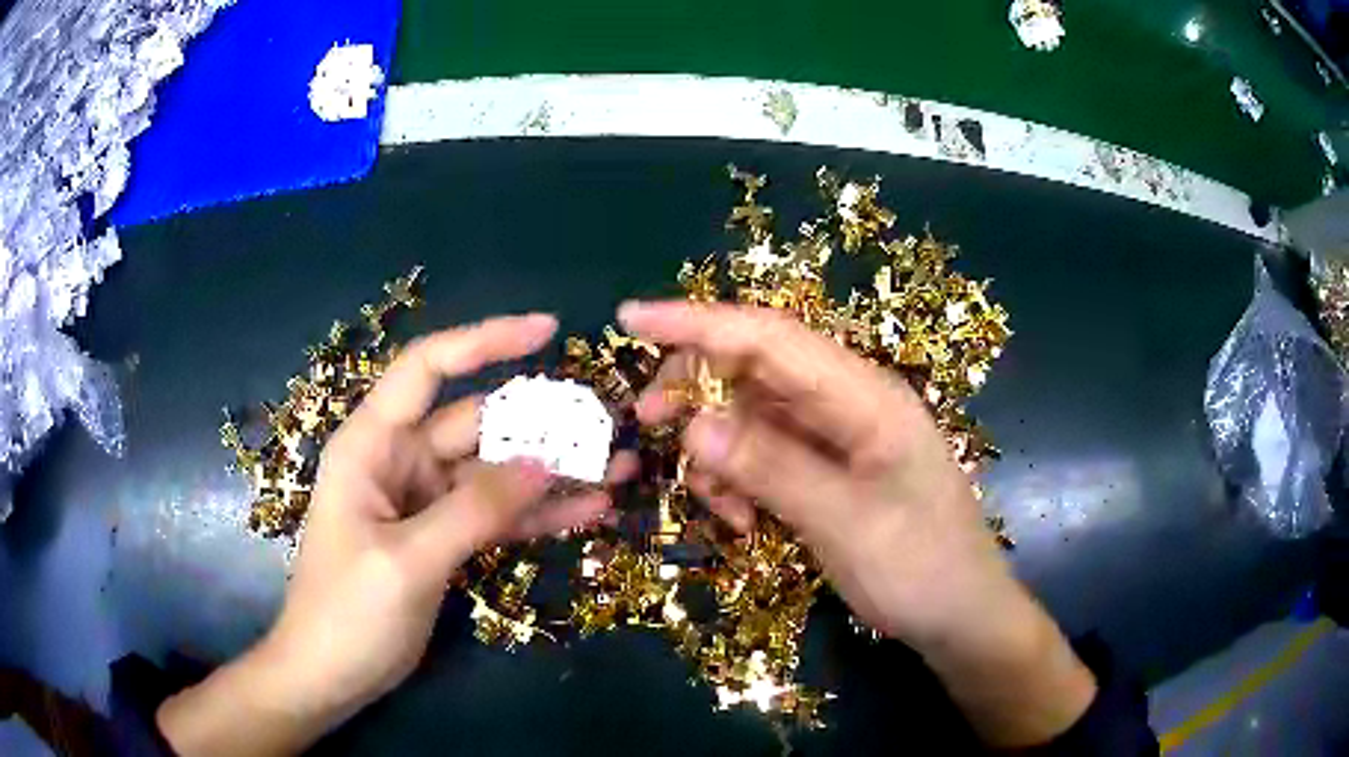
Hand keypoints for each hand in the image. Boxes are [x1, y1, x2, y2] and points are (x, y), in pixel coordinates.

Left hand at [158, 314, 622, 755]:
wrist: (331, 675)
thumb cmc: (347, 613)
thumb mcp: (408, 560)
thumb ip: (474, 509)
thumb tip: (544, 461)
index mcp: (372, 445)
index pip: (428, 368)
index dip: (485, 340)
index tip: (548, 331)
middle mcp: (400, 461)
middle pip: (477, 424)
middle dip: (541, 424)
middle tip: (608, 426)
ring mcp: (425, 502)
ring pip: (496, 473)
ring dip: (552, 472)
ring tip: (618, 468)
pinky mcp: (444, 539)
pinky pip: (497, 516)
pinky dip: (538, 514)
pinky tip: (589, 512)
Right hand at [620, 300, 1095, 746]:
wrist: (959, 614)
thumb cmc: (921, 568)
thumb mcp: (847, 524)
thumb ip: (772, 469)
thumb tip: (692, 424)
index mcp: (864, 396)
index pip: (769, 336)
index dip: (697, 320)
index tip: (630, 318)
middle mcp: (847, 402)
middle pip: (752, 368)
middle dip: (696, 391)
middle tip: (649, 426)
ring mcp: (837, 435)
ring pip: (750, 416)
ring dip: (719, 452)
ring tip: (722, 509)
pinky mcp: (827, 467)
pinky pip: (765, 454)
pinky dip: (740, 480)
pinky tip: (744, 521)